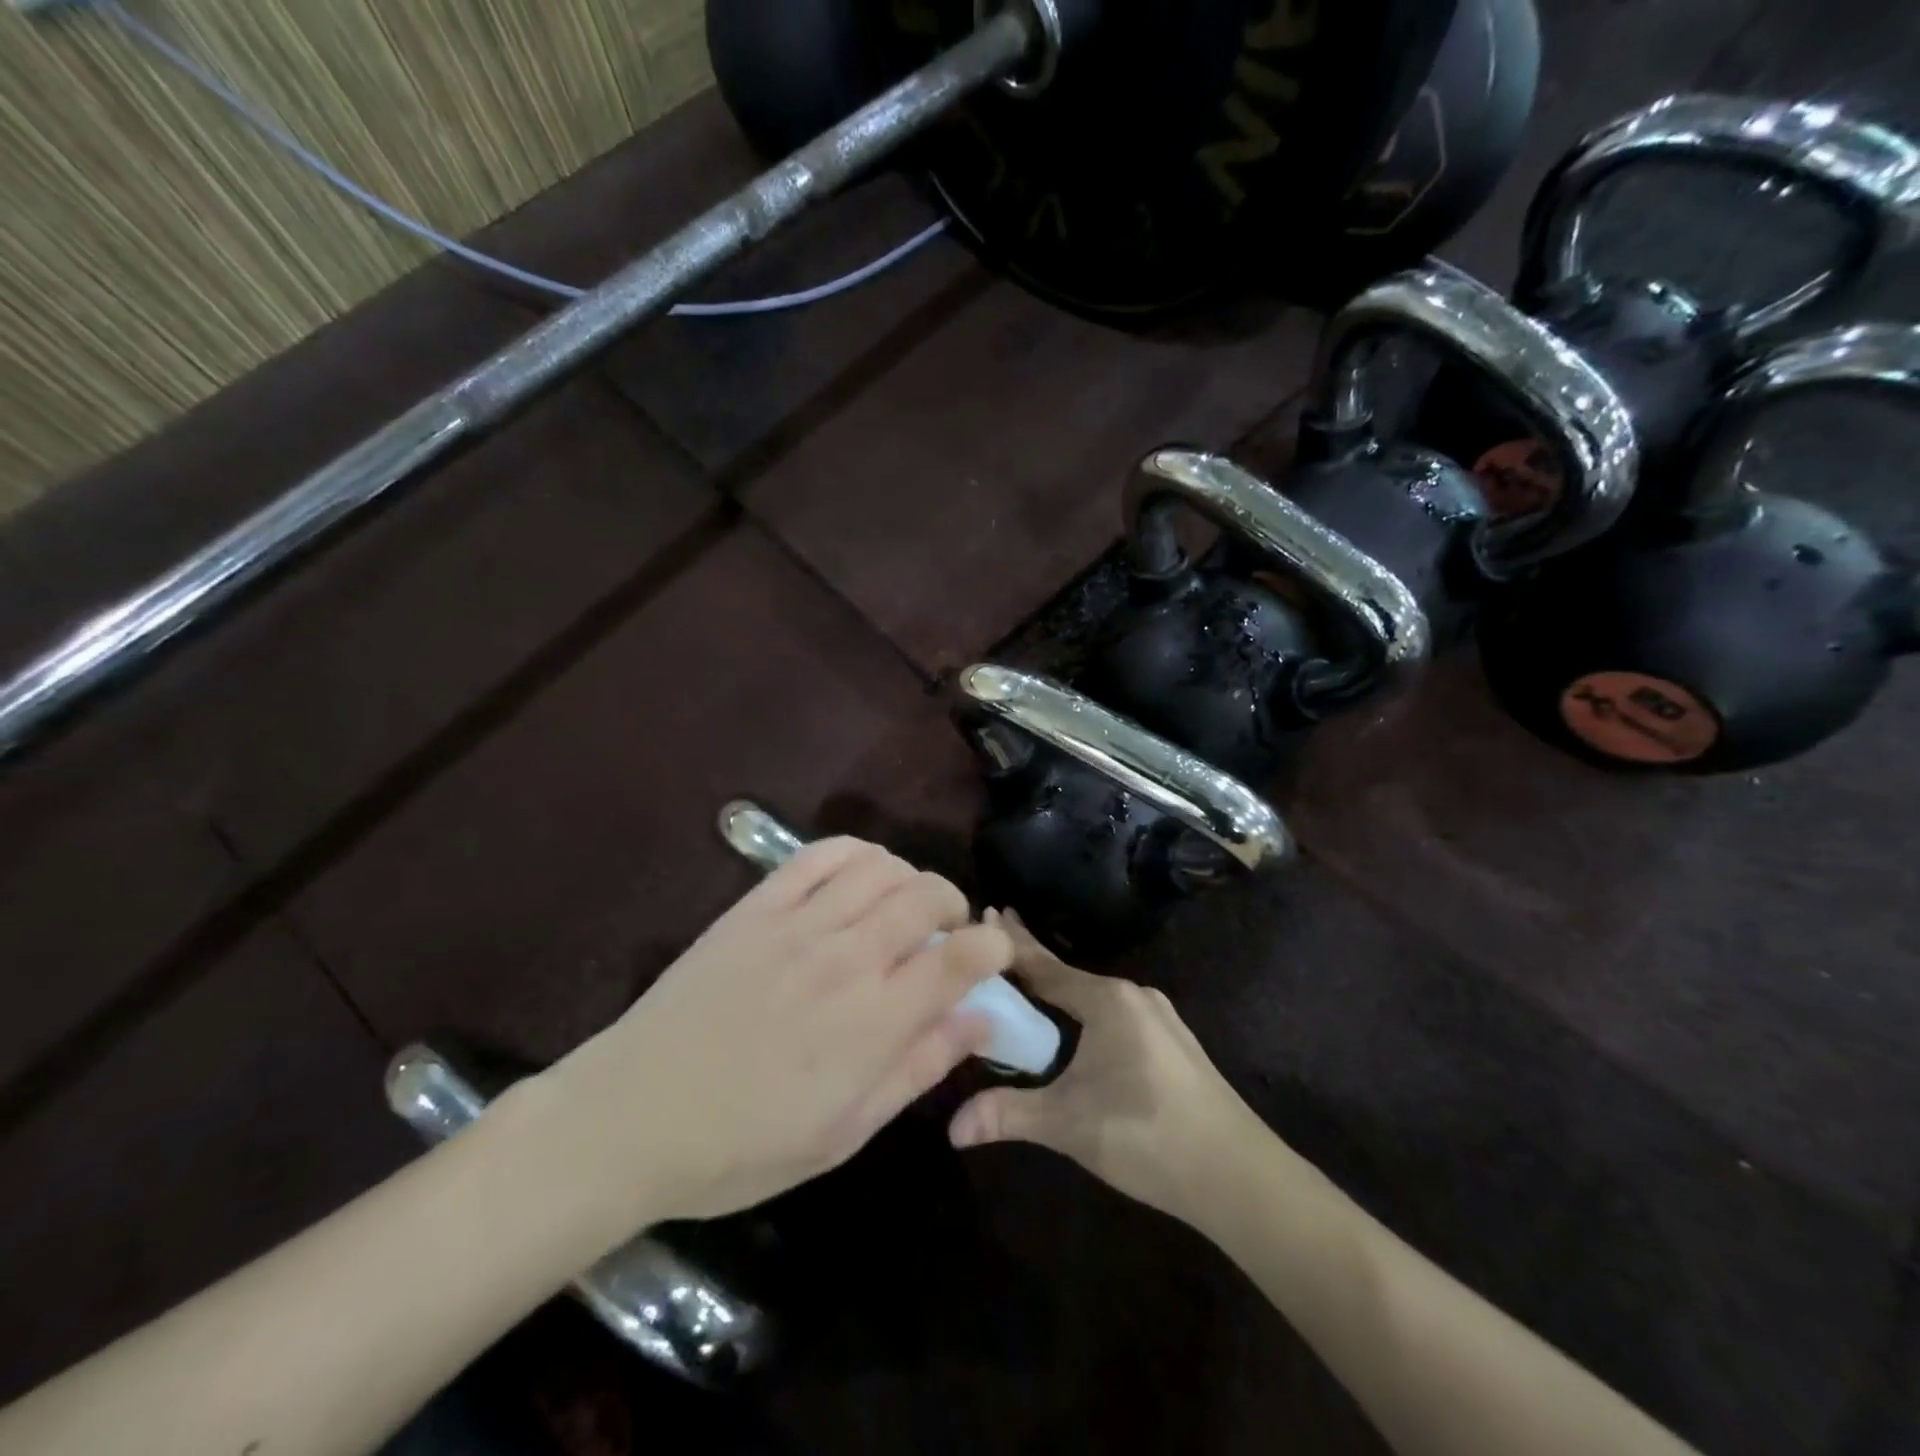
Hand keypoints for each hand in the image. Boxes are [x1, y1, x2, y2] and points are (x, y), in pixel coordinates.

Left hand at [548, 838, 1013, 1222]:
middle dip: (955, 905)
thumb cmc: (742, 1146)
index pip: (960, 957)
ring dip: (910, 877)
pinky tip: (861, 875)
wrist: (631, 1116)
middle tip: (946, 934)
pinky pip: (820, 855)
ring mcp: (798, 924)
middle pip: (927, 895)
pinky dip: (857, 853)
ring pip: (881, 867)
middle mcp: (845, 959)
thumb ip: (918, 1068)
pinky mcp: (757, 906)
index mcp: (873, 1022)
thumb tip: (980, 1021)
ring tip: (904, 907)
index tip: (995, 954)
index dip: (993, 946)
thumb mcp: (845, 1133)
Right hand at [949, 911, 1268, 1226]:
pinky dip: (1084, 1009)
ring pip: (1094, 995)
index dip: (1010, 946)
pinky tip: (1075, 1026)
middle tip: (995, 937)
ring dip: (1059, 988)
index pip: (1044, 965)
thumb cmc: (1146, 1134)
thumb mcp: (1069, 1125)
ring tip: (1027, 984)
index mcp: (1107, 999)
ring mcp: (1158, 1017)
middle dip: (1032, 960)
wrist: (1239, 1175)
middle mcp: (1133, 995)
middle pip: (1068, 974)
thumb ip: (1009, 1115)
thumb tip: (953, 1128)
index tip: (983, 914)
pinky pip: (1114, 1012)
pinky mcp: (1172, 1042)